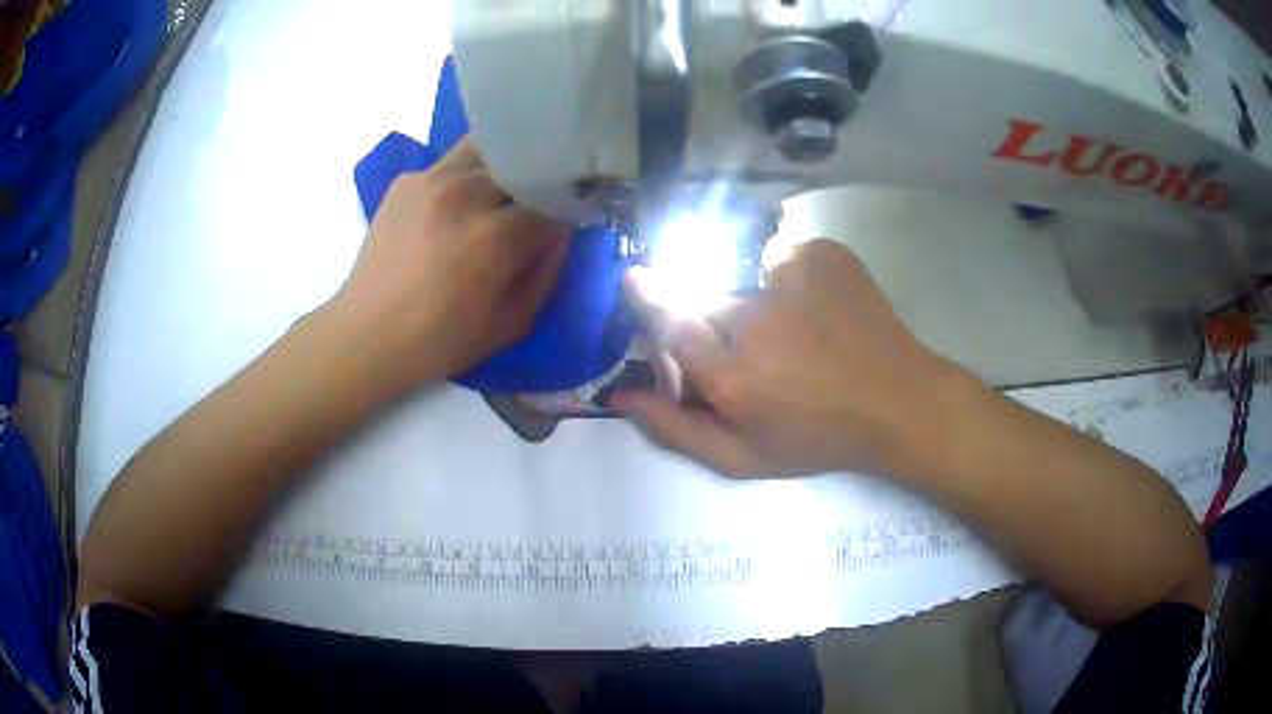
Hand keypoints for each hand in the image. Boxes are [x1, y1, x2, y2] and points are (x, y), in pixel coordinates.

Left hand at [319, 139, 570, 400]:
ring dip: (503, 168)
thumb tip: (561, 230)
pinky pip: (452, 163)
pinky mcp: (407, 179)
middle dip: (537, 184)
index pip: (554, 200)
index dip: (568, 208)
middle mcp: (466, 193)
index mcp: (496, 235)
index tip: (570, 218)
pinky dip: (466, 176)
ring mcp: (432, 179)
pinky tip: (456, 205)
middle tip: (534, 206)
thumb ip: (547, 271)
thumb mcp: (512, 323)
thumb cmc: (440, 340)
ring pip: (488, 149)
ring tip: (498, 195)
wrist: (366, 333)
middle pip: (523, 165)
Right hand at [612, 239, 970, 478]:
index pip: (668, 320)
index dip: (648, 298)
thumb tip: (623, 393)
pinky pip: (783, 258)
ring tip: (796, 334)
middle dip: (710, 315)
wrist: (899, 403)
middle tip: (751, 346)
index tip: (636, 281)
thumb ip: (676, 430)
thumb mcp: (744, 458)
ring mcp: (792, 278)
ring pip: (744, 277)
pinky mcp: (822, 254)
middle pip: (704, 296)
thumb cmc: (819, 438)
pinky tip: (819, 311)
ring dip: (756, 301)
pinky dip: (789, 279)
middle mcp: (755, 320)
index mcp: (733, 376)